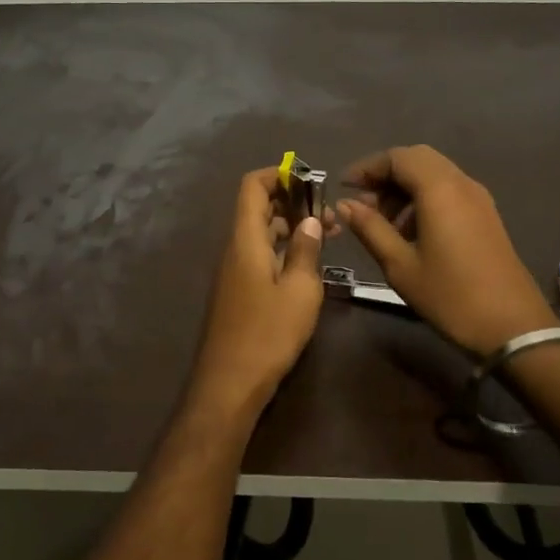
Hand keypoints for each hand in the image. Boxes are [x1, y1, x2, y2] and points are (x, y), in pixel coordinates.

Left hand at [190, 167, 326, 416]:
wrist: (229, 384)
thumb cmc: (268, 334)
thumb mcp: (300, 291)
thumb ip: (307, 251)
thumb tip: (310, 220)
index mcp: (245, 240)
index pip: (252, 187)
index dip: (278, 175)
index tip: (310, 180)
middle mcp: (235, 249)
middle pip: (258, 208)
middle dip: (293, 202)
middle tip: (330, 213)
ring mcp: (234, 271)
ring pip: (262, 233)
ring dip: (292, 227)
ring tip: (329, 235)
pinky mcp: (238, 291)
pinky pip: (260, 255)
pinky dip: (284, 250)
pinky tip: (309, 264)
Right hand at [336, 145, 556, 356]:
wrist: (514, 327)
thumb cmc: (451, 296)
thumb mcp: (400, 266)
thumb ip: (370, 228)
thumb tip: (345, 204)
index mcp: (439, 189)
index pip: (397, 157)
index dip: (367, 167)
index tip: (344, 188)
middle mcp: (461, 183)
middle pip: (417, 159)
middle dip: (386, 175)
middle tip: (363, 202)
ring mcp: (478, 198)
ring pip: (434, 174)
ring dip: (405, 188)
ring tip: (383, 222)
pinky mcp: (486, 215)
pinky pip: (449, 190)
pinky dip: (425, 198)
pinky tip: (411, 232)